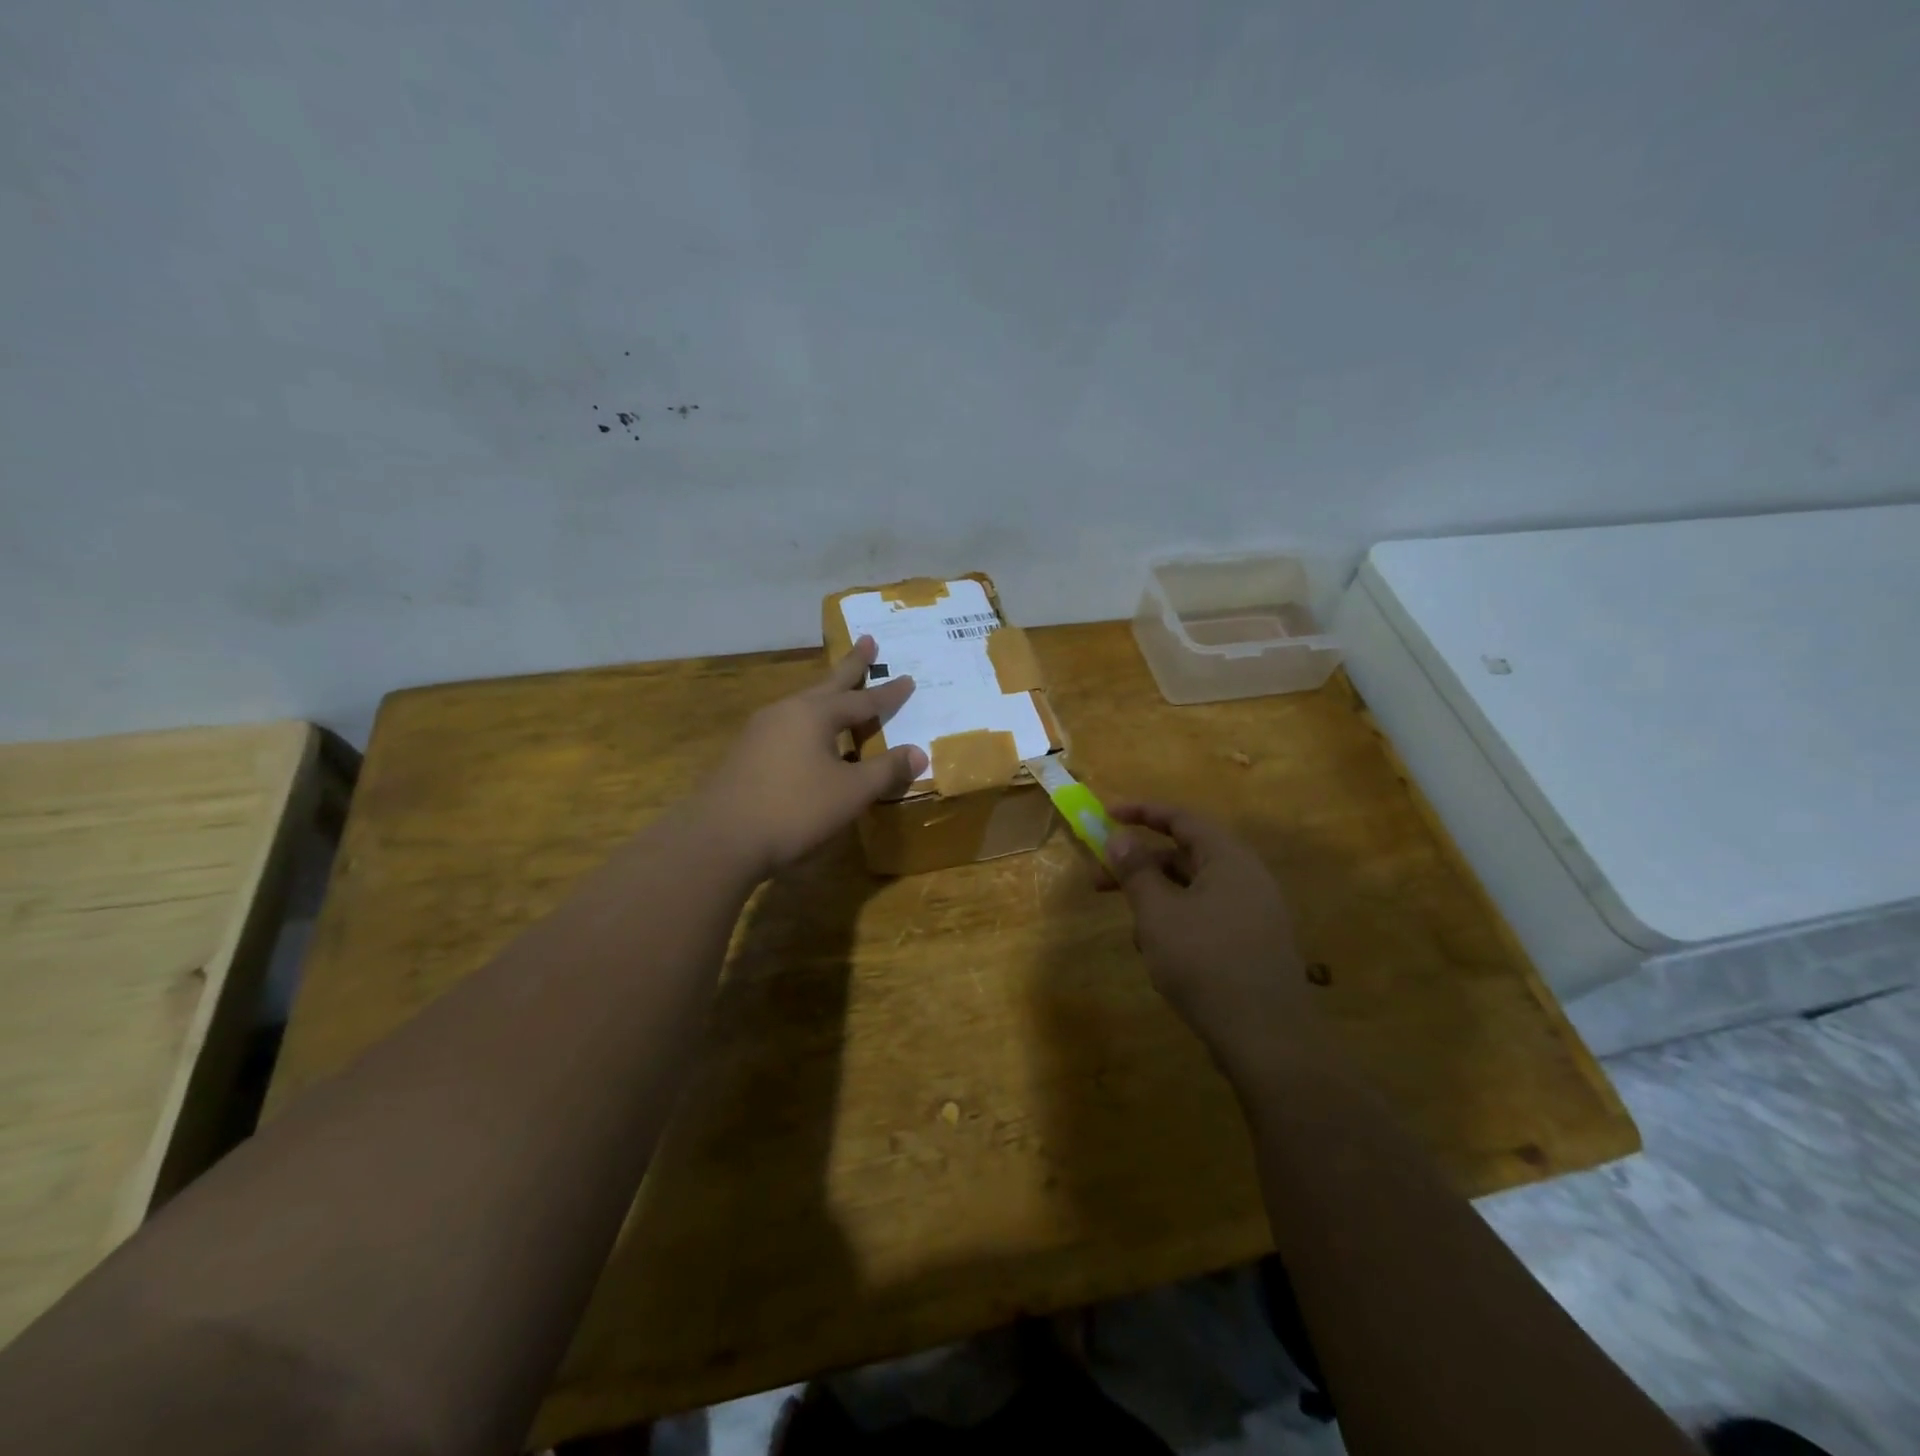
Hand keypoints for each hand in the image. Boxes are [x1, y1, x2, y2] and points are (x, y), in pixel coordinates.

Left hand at [694, 636, 927, 880]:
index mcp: (814, 714)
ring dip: (826, 694)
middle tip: (867, 640)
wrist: (721, 839)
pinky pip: (788, 726)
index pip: (862, 700)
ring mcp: (760, 731)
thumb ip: (886, 770)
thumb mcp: (851, 792)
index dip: (888, 693)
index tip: (909, 678)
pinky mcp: (745, 754)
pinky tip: (809, 738)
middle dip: (851, 665)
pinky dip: (809, 722)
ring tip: (840, 690)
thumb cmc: (794, 809)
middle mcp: (786, 712)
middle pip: (827, 685)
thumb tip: (919, 753)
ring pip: (803, 705)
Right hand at [1106, 802, 1312, 1052]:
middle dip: (1140, 866)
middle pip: (1184, 856)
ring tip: (1135, 932)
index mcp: (1228, 859)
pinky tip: (1160, 957)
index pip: (1181, 819)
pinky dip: (1177, 923)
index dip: (1141, 813)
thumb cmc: (1205, 962)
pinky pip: (1206, 917)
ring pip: (1192, 890)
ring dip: (1156, 901)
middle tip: (1099, 880)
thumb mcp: (1158, 913)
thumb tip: (1120, 838)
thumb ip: (1136, 871)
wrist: (1267, 1038)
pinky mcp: (1252, 944)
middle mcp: (1246, 878)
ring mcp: (1253, 912)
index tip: (1106, 815)